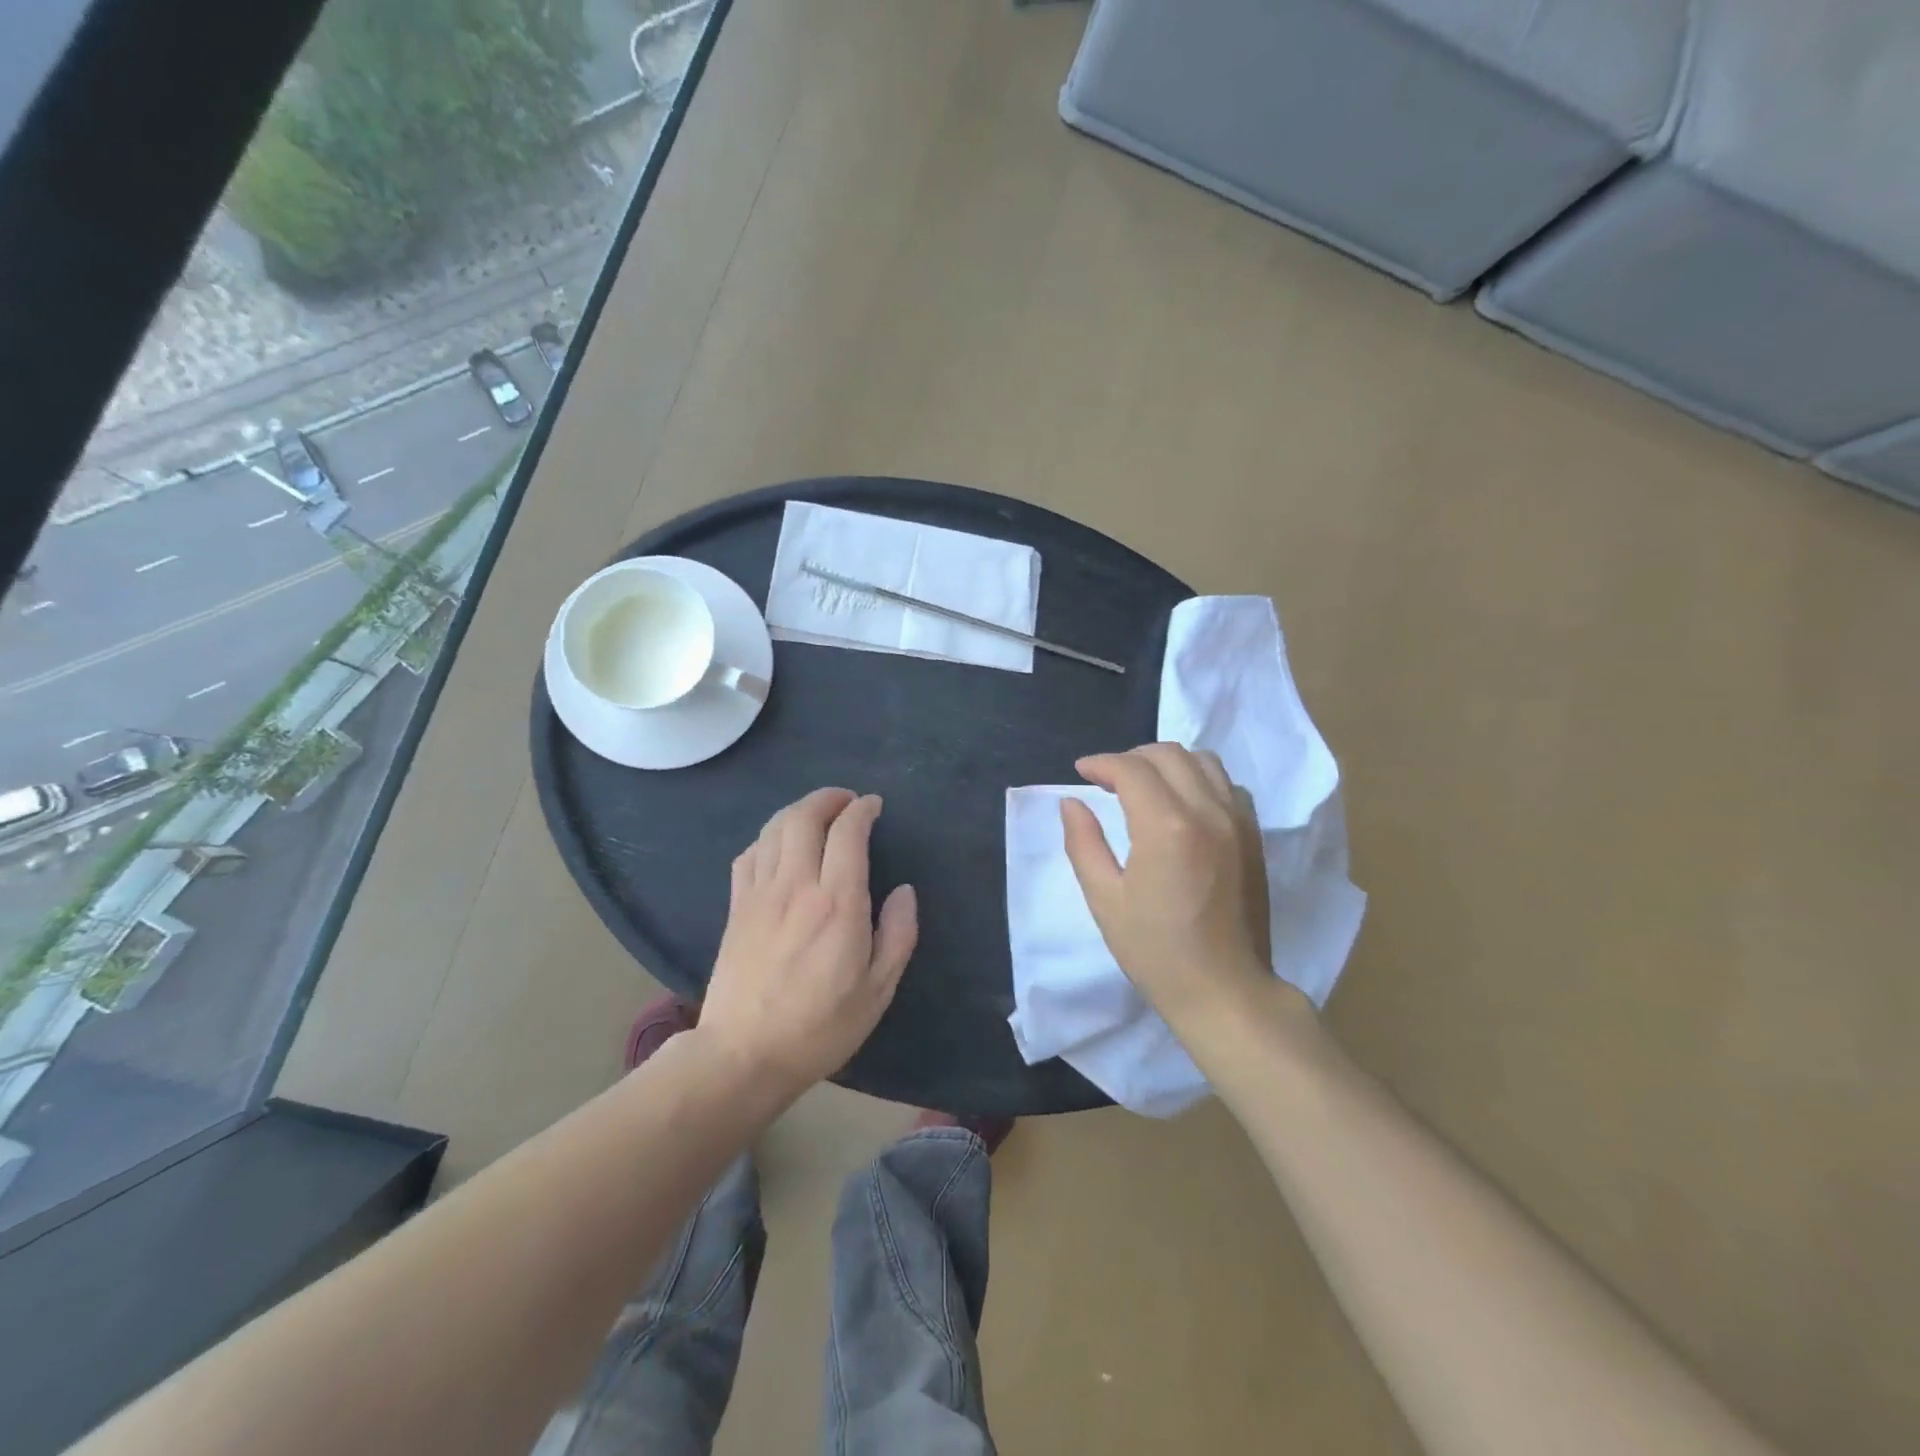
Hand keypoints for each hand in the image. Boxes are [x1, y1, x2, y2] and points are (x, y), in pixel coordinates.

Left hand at [698, 788, 917, 1095]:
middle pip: (804, 816)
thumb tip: (904, 891)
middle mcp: (796, 886)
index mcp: (837, 903)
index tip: (874, 806)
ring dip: (798, 811)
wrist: (743, 1055)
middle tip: (847, 801)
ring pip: (773, 829)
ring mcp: (759, 894)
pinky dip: (768, 837)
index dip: (862, 810)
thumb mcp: (878, 990)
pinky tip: (778, 847)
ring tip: (817, 815)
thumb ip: (898, 934)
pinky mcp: (736, 908)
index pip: (847, 832)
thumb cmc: (820, 1027)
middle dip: (828, 798)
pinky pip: (749, 854)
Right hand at [1061, 744, 1286, 1037]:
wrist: (1225, 990)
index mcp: (1166, 827)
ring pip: (1202, 760)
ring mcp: (1238, 821)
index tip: (1081, 772)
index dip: (1100, 763)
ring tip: (1145, 786)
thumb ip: (1083, 843)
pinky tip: (1182, 804)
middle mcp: (1207, 811)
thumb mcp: (1105, 900)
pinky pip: (1227, 784)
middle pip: (1168, 754)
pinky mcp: (1254, 835)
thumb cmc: (1156, 952)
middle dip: (1131, 758)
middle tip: (1107, 780)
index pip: (1131, 769)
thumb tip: (1071, 802)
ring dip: (1167, 763)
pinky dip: (1199, 779)